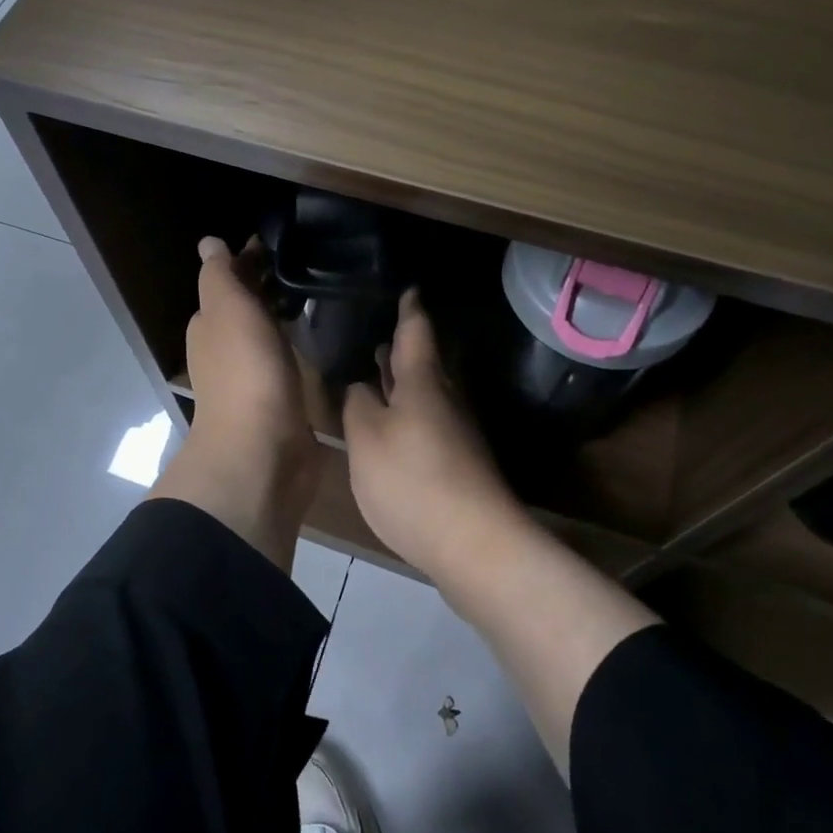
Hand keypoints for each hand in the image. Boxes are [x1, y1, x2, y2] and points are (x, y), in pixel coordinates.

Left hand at [151, 236, 317, 567]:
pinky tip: (327, 335)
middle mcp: (228, 347)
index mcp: (211, 324)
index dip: (252, 259)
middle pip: (251, 306)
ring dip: (288, 314)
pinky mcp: (283, 399)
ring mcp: (255, 375)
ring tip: (328, 292)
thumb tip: (209, 243)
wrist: (262, 450)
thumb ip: (219, 275)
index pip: (231, 280)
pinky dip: (302, 344)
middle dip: (273, 285)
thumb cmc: (244, 372)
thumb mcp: (226, 309)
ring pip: (271, 333)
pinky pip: (291, 360)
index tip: (287, 241)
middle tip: (316, 262)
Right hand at [342, 289, 527, 576]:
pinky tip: (392, 429)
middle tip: (378, 336)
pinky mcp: (459, 464)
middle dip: (402, 350)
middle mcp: (446, 399)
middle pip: (424, 364)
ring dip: (403, 384)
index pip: (416, 331)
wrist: (475, 544)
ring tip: (377, 375)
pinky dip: (408, 415)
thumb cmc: (413, 480)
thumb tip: (361, 387)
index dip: (409, 309)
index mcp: (423, 381)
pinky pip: (428, 423)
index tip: (408, 288)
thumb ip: (357, 405)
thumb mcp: (366, 438)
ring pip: (427, 395)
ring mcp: (457, 433)